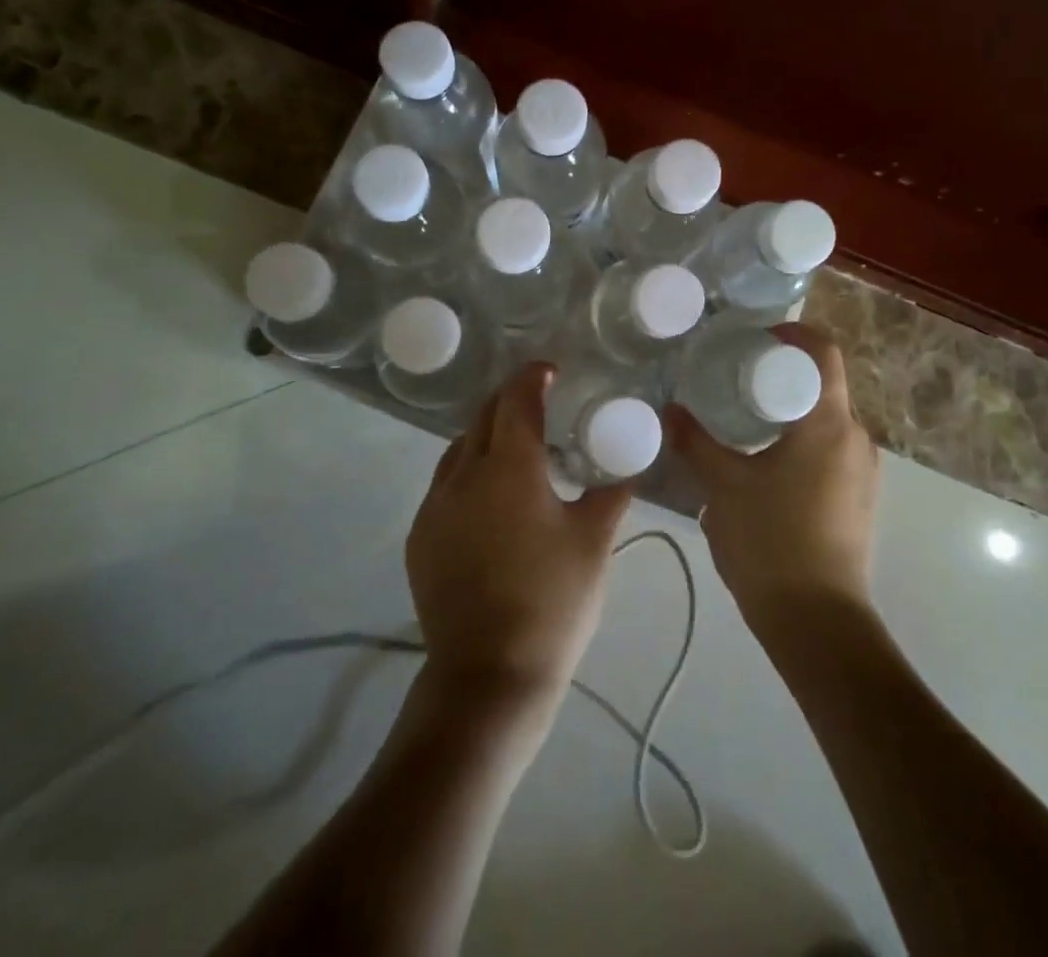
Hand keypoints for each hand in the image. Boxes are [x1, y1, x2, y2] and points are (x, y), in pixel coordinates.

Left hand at [407, 362, 632, 733]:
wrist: (489, 677)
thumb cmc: (553, 602)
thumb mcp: (594, 544)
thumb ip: (611, 496)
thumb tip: (627, 470)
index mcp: (510, 468)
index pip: (517, 400)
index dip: (533, 377)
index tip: (550, 371)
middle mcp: (465, 475)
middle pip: (483, 417)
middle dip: (510, 400)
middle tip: (538, 404)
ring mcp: (435, 506)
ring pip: (459, 449)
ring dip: (486, 436)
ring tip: (514, 449)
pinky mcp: (420, 537)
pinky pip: (444, 484)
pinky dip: (468, 472)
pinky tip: (488, 498)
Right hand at [666, 323, 879, 637]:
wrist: (818, 624)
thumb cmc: (772, 542)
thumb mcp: (722, 487)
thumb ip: (694, 443)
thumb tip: (668, 410)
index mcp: (829, 423)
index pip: (823, 352)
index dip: (792, 332)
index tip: (753, 337)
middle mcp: (857, 438)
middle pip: (824, 383)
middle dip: (781, 372)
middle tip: (734, 375)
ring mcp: (863, 471)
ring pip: (826, 418)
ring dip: (789, 408)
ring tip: (743, 416)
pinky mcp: (859, 498)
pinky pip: (831, 448)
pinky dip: (800, 438)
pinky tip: (764, 460)